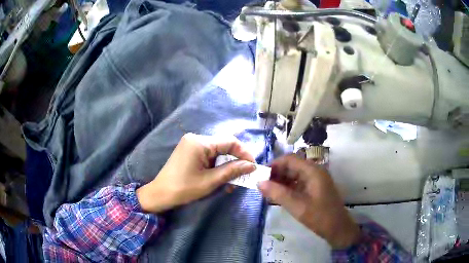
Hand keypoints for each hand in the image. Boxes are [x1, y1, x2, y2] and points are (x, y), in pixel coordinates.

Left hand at [137, 133, 255, 212]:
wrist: (160, 194)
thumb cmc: (184, 189)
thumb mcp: (210, 181)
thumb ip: (232, 170)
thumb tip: (252, 165)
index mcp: (199, 142)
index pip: (229, 141)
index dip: (244, 153)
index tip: (253, 166)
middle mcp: (196, 138)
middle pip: (223, 146)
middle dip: (235, 161)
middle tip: (243, 176)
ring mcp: (191, 144)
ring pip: (217, 152)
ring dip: (226, 166)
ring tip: (231, 183)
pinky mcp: (189, 152)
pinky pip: (209, 156)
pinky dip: (217, 166)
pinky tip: (220, 178)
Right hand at [257, 155, 359, 248]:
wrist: (338, 229)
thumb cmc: (320, 217)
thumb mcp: (297, 206)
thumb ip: (278, 193)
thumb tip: (259, 182)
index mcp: (313, 171)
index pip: (290, 159)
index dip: (274, 165)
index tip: (260, 176)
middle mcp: (315, 171)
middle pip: (292, 166)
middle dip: (276, 174)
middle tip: (262, 186)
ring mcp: (316, 180)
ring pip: (294, 175)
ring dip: (281, 182)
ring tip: (268, 193)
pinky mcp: (315, 189)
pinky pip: (299, 184)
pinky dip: (288, 189)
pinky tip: (279, 197)